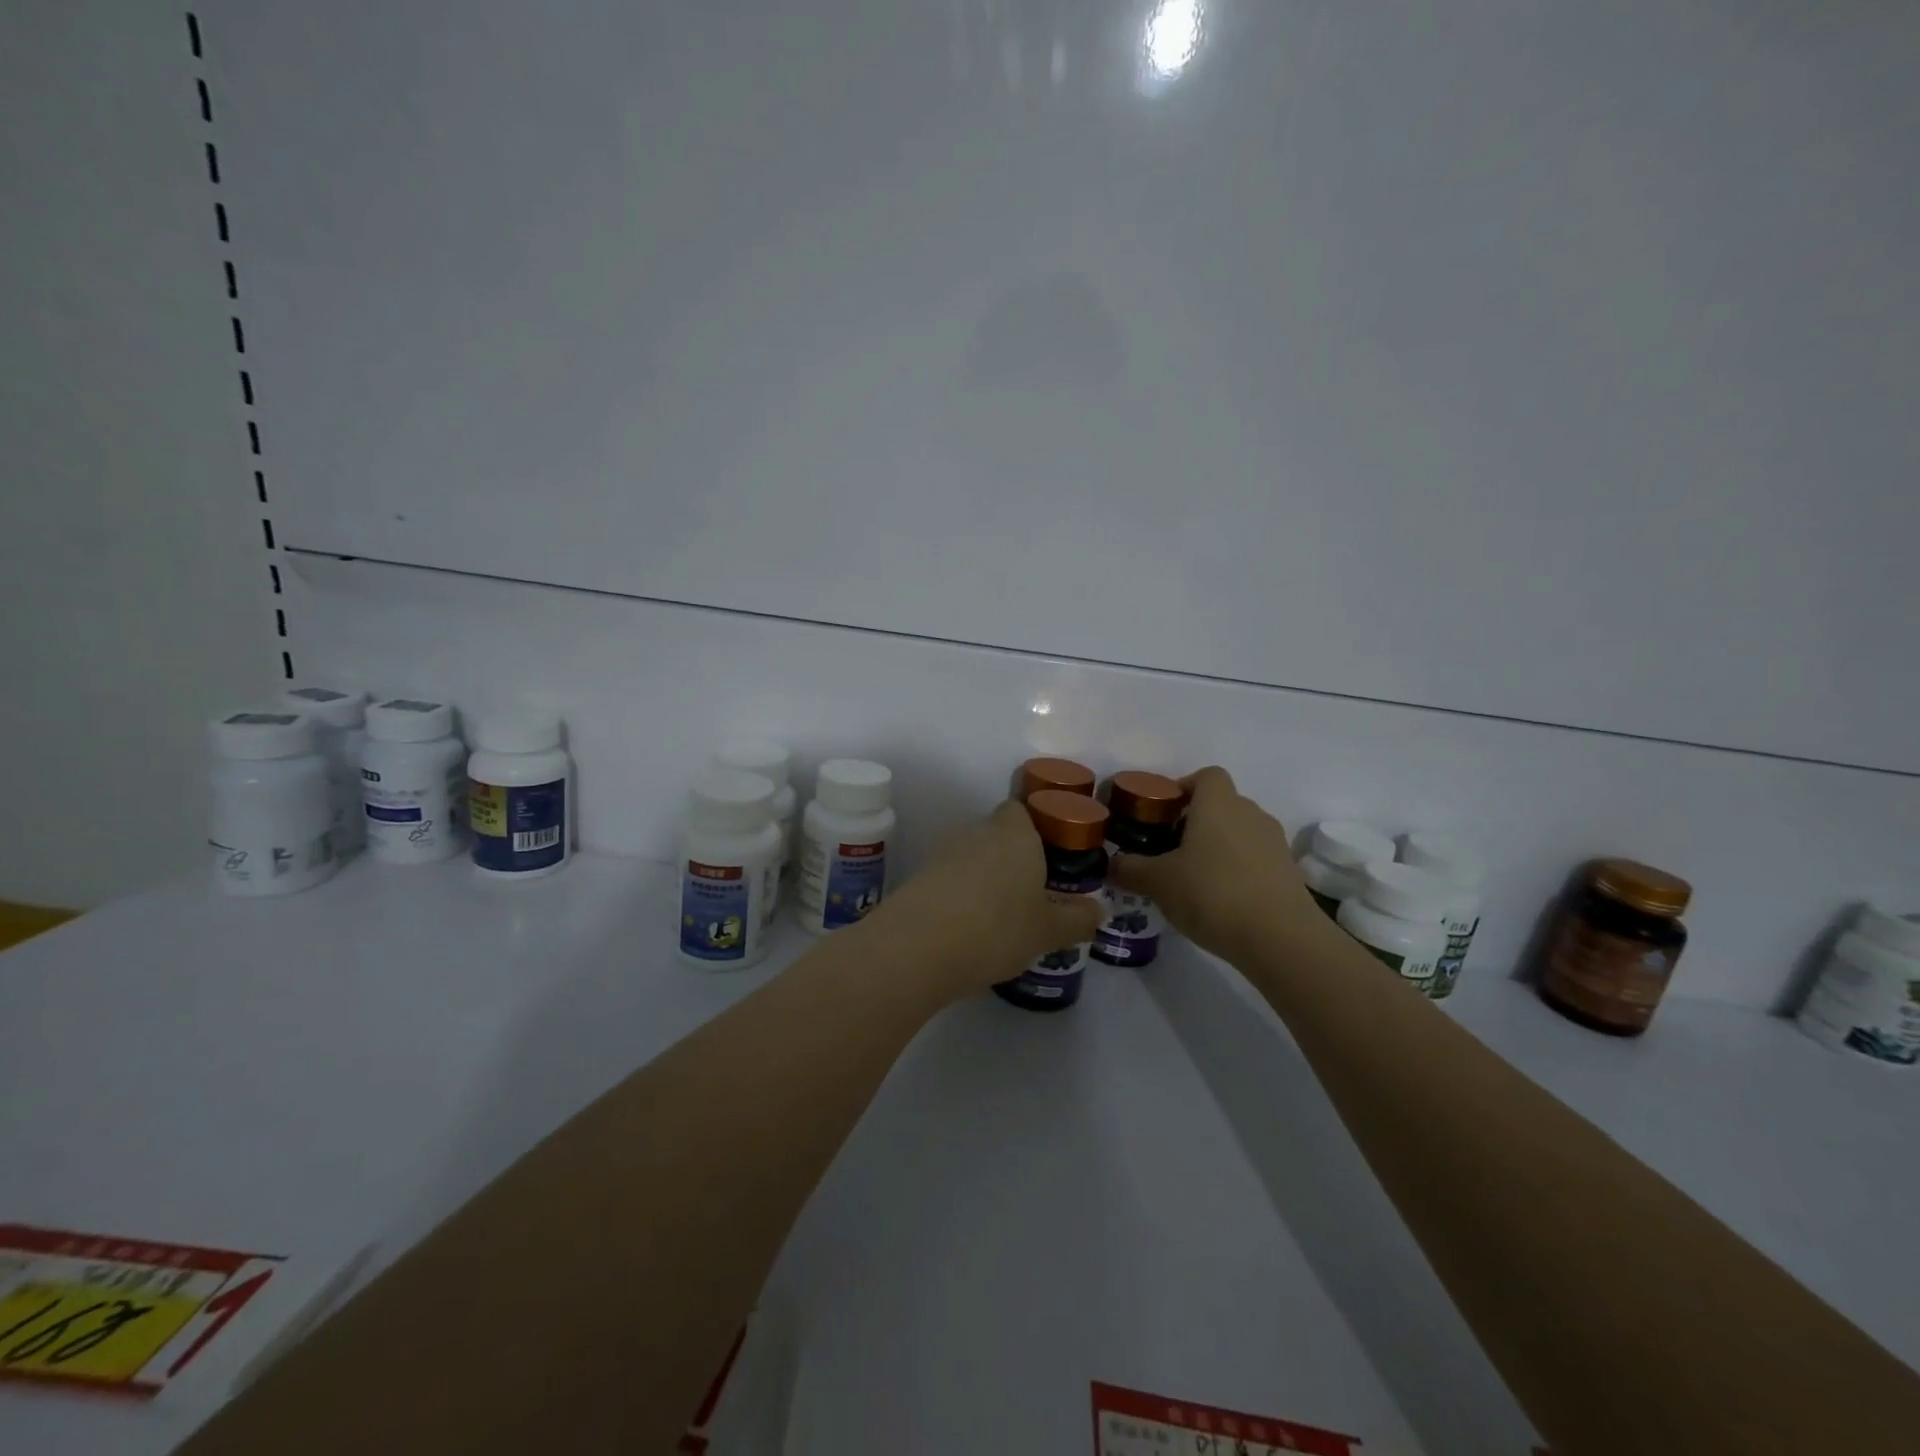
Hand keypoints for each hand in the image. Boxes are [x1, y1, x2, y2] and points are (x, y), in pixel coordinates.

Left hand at [866, 799, 1104, 1001]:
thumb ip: (1077, 919)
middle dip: (1015, 856)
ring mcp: (944, 853)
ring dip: (987, 877)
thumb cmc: (998, 927)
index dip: (1038, 826)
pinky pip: (951, 879)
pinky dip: (962, 895)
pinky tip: (971, 928)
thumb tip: (1098, 911)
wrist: (918, 946)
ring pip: (974, 856)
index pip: (1023, 809)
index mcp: (1015, 833)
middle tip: (1035, 891)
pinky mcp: (920, 877)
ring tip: (1004, 915)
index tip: (1052, 855)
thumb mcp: (1048, 930)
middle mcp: (978, 832)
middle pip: (999, 833)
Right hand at [1107, 766, 1322, 965]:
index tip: (1164, 814)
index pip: (1206, 775)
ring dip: (1218, 847)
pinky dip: (1237, 870)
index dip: (1184, 788)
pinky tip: (1220, 900)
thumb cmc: (1212, 894)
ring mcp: (1274, 842)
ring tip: (1193, 878)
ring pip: (1239, 832)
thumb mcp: (1158, 882)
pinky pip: (1255, 858)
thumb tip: (1111, 864)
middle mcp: (1250, 813)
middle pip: (1221, 804)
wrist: (1280, 939)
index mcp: (1218, 804)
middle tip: (1169, 849)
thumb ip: (1130, 869)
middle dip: (1195, 821)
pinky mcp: (1288, 872)